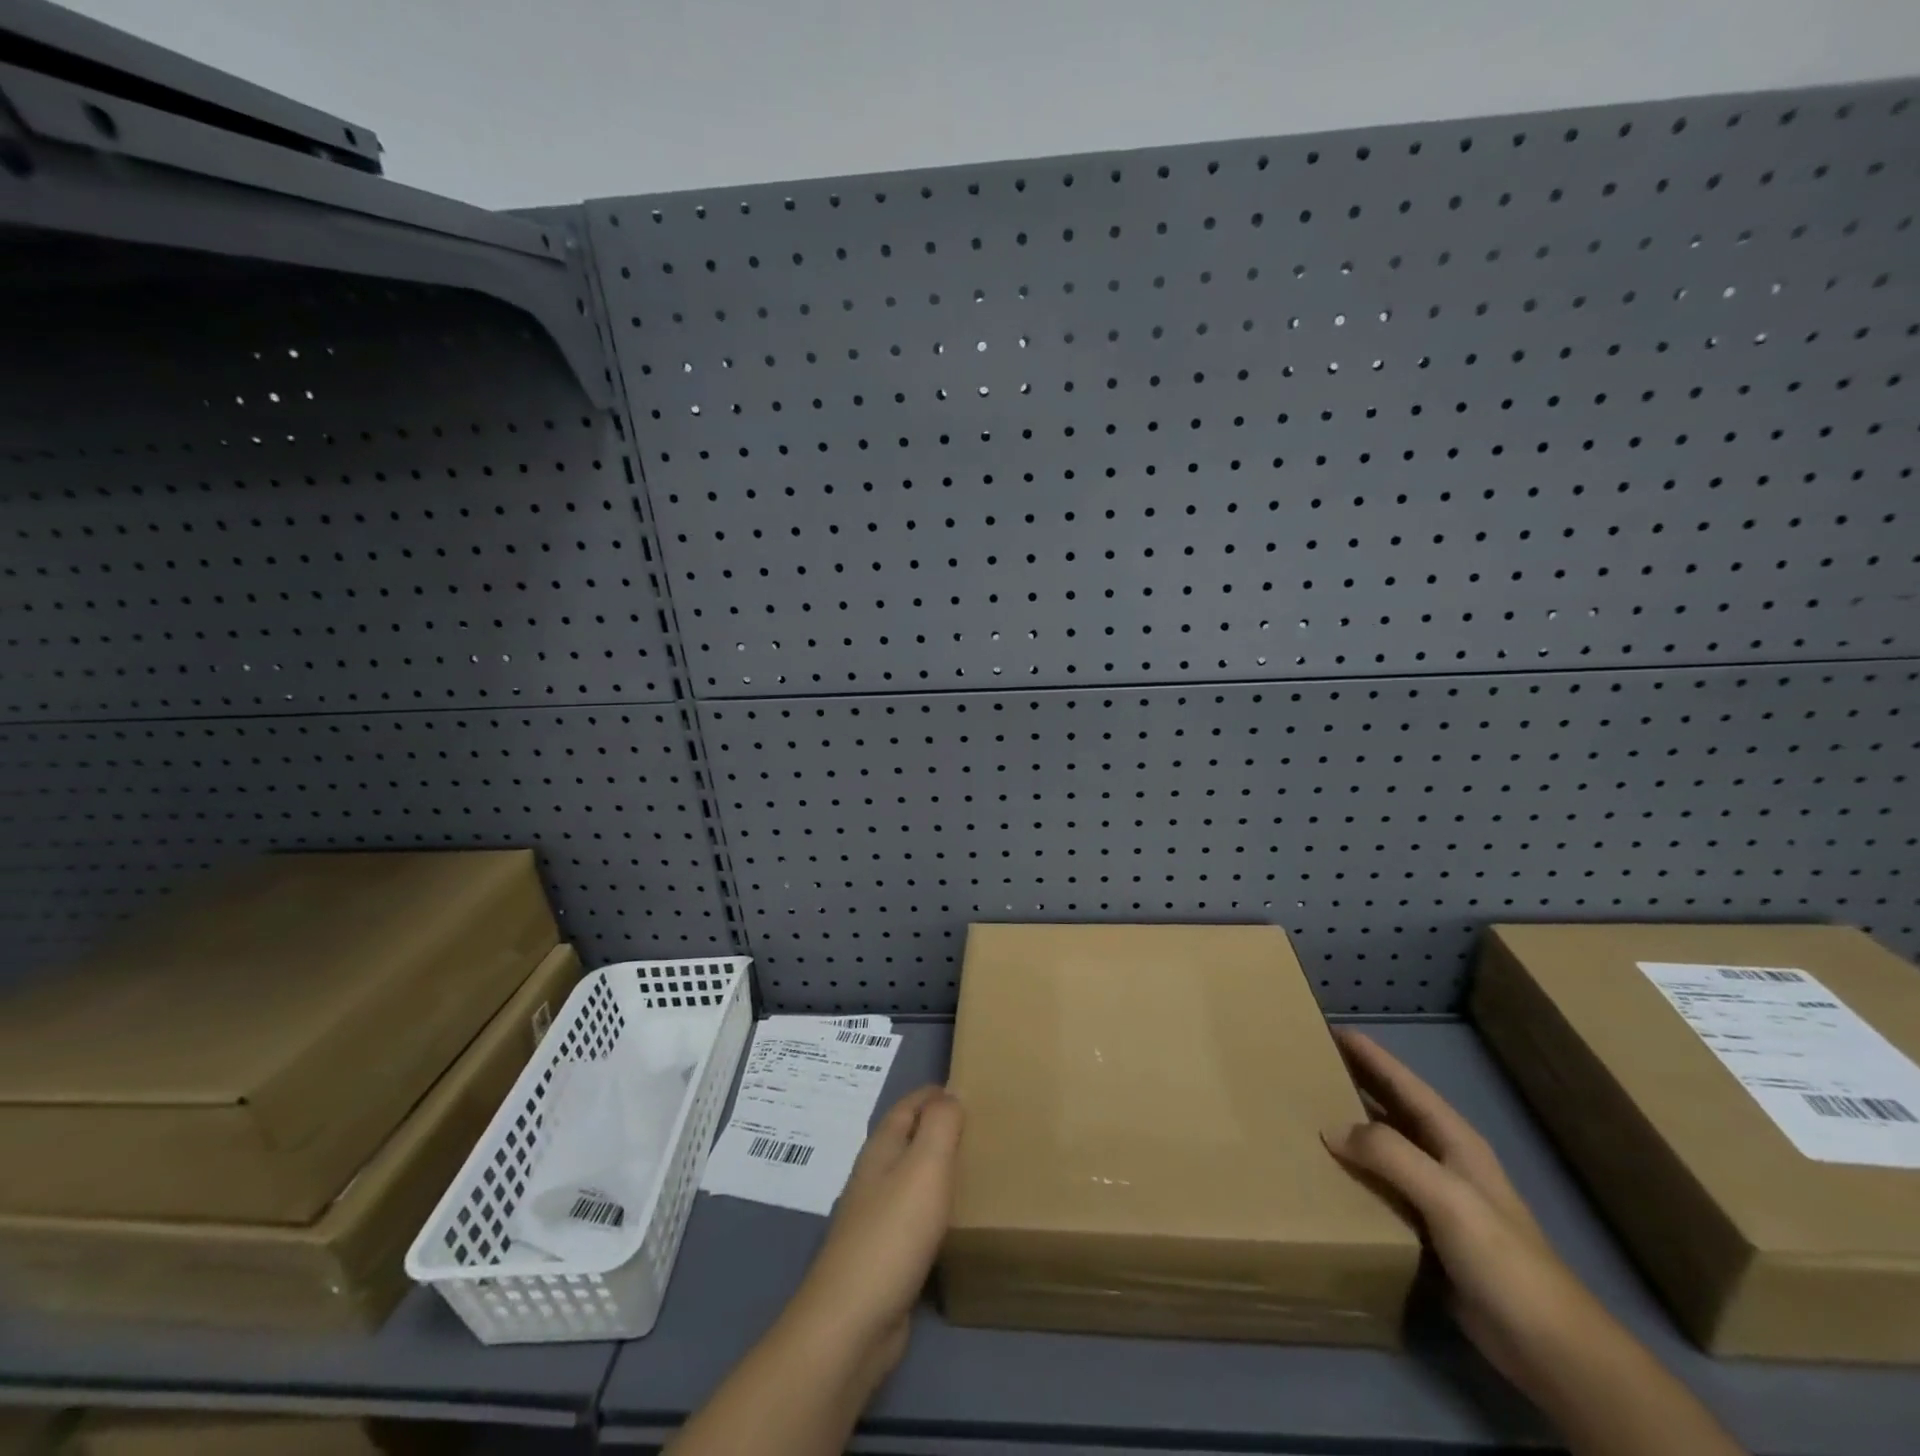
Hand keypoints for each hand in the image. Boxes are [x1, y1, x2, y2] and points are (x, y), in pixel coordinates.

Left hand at [786, 1085, 963, 1375]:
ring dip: (938, 1169)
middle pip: (908, 1139)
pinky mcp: (884, 1256)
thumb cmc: (893, 1233)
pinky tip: (955, 1220)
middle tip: (981, 1129)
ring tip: (975, 1169)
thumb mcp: (925, 1166)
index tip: (969, 1090)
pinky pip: (915, 1216)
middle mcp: (875, 1176)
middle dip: (938, 1128)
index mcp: (881, 1149)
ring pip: (911, 1178)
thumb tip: (951, 1094)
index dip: (935, 1094)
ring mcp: (875, 1217)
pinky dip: (936, 1207)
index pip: (908, 1105)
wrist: (852, 1322)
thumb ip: (940, 1125)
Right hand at [1321, 1030, 1616, 1397]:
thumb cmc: (1503, 1260)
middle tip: (1305, 1064)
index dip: (1370, 1055)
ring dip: (1348, 1128)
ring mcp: (1435, 1197)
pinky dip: (1352, 1172)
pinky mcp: (1424, 1232)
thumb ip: (1390, 1155)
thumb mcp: (1448, 1197)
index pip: (1404, 1083)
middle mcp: (1442, 1159)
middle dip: (1353, 1082)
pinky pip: (1379, 1187)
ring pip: (1382, 1147)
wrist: (1549, 1349)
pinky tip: (1324, 1173)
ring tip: (1304, 1112)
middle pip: (1391, 1109)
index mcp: (1453, 1140)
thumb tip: (1330, 1127)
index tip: (1329, 1028)